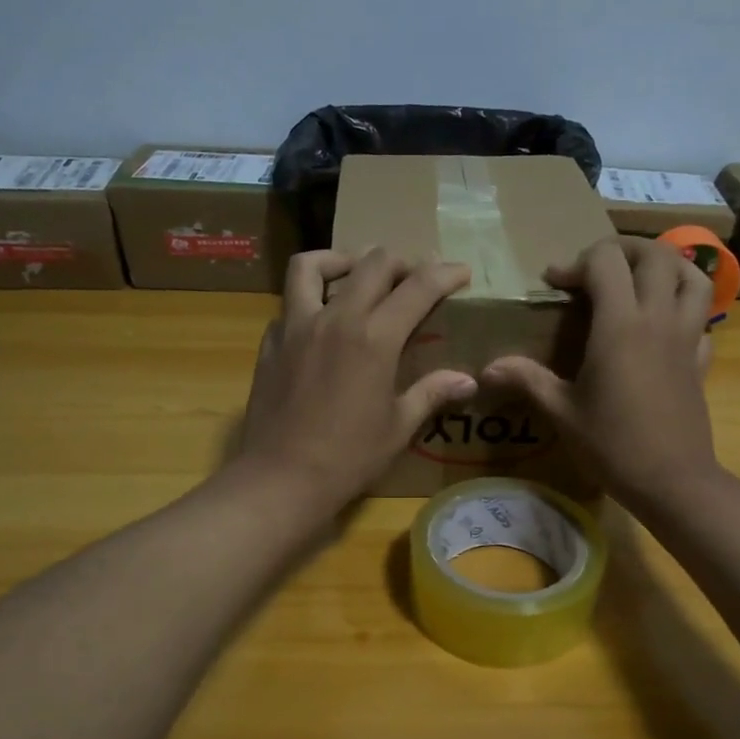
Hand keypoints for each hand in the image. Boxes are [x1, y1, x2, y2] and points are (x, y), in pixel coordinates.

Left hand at [233, 248, 475, 515]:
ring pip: (312, 266)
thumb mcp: (398, 427)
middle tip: (415, 276)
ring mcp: (296, 326)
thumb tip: (468, 381)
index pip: (417, 287)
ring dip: (340, 260)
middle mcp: (336, 318)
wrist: (281, 478)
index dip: (444, 274)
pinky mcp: (271, 342)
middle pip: (371, 264)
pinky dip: (309, 299)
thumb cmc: (348, 458)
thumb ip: (431, 393)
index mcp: (374, 338)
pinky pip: (290, 303)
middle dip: (401, 261)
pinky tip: (321, 321)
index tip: (460, 272)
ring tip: (355, 274)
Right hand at [482, 236, 718, 511]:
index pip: (605, 262)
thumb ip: (527, 380)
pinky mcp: (701, 359)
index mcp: (620, 326)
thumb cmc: (612, 445)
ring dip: (665, 265)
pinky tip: (665, 323)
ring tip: (639, 278)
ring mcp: (687, 337)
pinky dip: (685, 306)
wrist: (672, 481)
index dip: (576, 262)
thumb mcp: (562, 412)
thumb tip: (487, 367)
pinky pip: (703, 316)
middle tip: (596, 268)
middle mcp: (658, 319)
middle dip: (622, 249)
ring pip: (692, 275)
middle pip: (654, 254)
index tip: (555, 283)